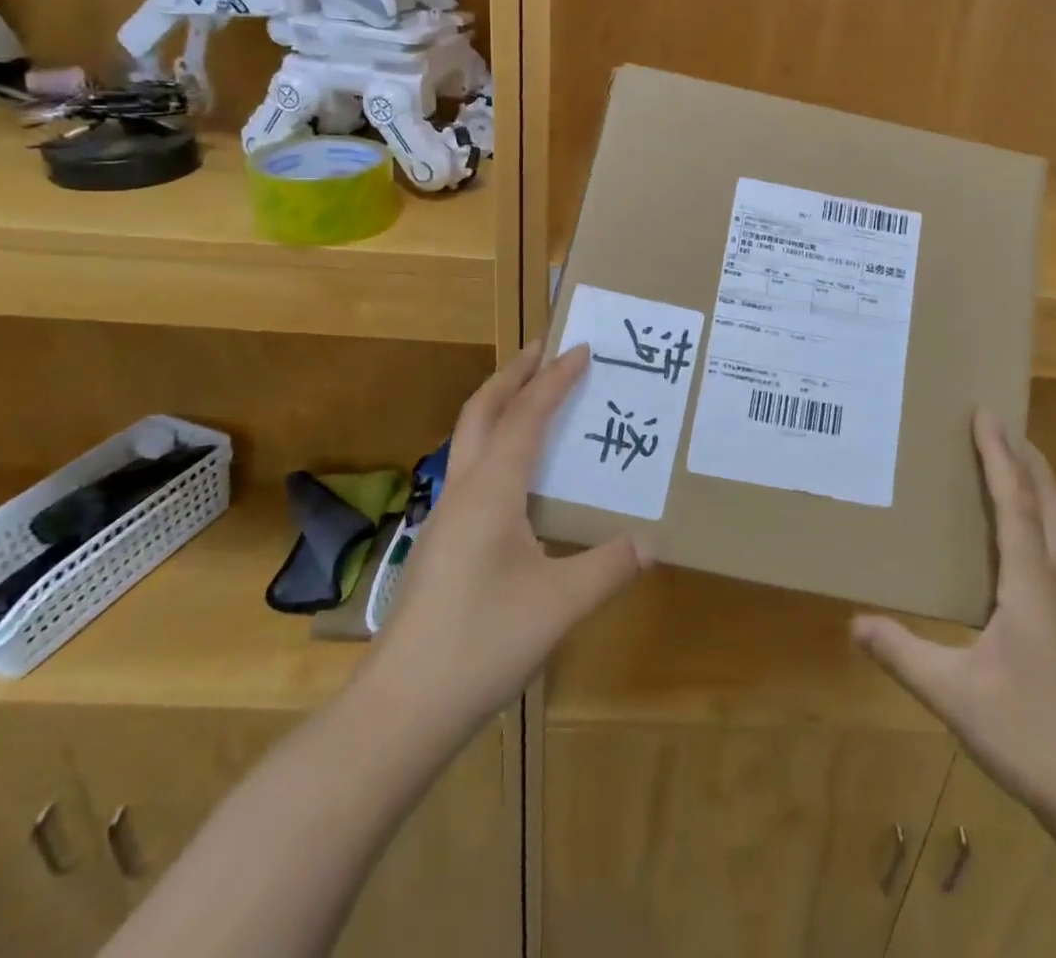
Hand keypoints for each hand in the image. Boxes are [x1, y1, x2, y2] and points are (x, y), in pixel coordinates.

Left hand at [371, 342, 650, 724]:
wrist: (402, 706)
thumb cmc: (483, 642)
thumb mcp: (561, 604)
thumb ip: (610, 567)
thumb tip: (653, 542)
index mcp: (492, 490)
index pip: (527, 416)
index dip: (555, 380)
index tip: (581, 349)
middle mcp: (464, 489)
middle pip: (482, 411)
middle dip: (513, 374)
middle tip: (544, 349)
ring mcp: (446, 516)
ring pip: (469, 438)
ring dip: (499, 405)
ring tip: (532, 396)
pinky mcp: (442, 542)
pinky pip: (471, 468)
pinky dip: (495, 443)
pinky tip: (516, 473)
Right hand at [852, 410, 1055, 827]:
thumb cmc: (1030, 733)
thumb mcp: (954, 695)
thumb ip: (903, 654)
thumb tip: (855, 622)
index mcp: (1030, 584)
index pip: (1014, 504)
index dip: (999, 457)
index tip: (987, 415)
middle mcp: (1054, 583)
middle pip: (1048, 506)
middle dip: (1028, 461)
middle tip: (1005, 426)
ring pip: (1055, 529)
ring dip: (1035, 489)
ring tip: (1010, 466)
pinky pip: (1050, 553)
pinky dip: (1034, 523)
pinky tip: (1012, 541)